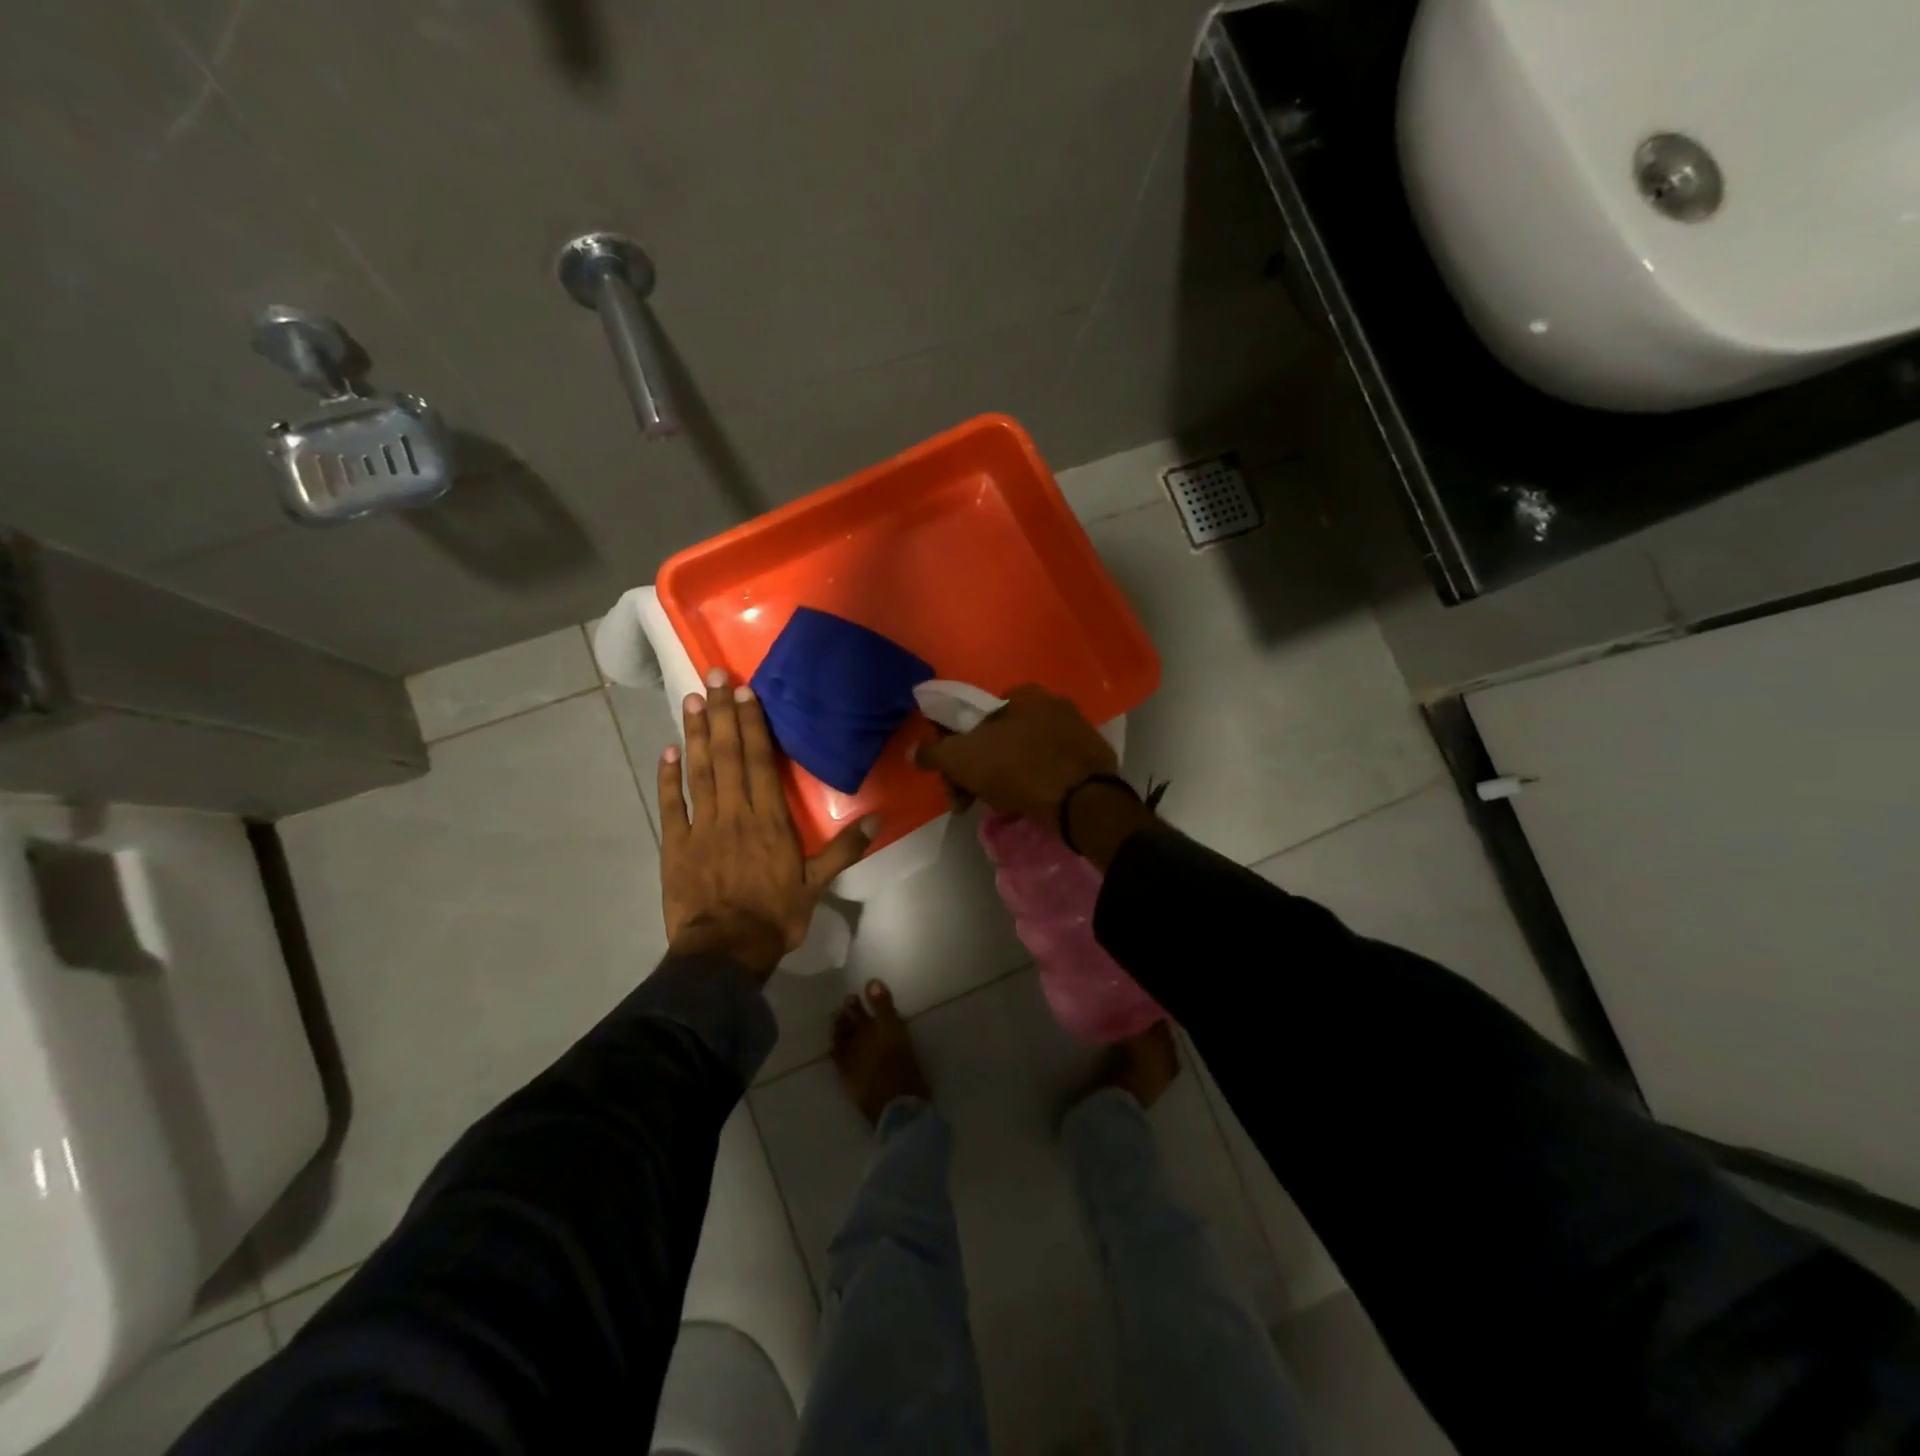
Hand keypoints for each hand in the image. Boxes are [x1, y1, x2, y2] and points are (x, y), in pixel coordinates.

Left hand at [659, 669, 875, 979]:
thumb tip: (876, 818)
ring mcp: (700, 826)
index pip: (759, 761)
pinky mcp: (675, 845)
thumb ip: (844, 849)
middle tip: (713, 676)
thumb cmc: (774, 916)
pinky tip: (667, 751)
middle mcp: (734, 812)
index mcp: (768, 819)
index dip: (752, 724)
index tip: (745, 692)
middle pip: (728, 755)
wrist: (724, 953)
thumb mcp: (817, 885)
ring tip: (692, 700)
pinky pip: (671, 804)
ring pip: (699, 771)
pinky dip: (668, 777)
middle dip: (723, 714)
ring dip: (697, 734)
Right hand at [912, 684, 1117, 826]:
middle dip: (976, 770)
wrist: (1084, 802)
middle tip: (966, 801)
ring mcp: (1075, 732)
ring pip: (1022, 756)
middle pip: (997, 739)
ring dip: (1001, 780)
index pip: (975, 717)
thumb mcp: (963, 759)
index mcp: (1023, 694)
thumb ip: (934, 753)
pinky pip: (1048, 770)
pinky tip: (1025, 805)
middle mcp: (1052, 704)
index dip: (954, 748)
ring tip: (997, 807)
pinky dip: (1032, 785)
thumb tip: (914, 752)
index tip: (951, 779)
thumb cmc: (1019, 769)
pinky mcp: (1090, 760)